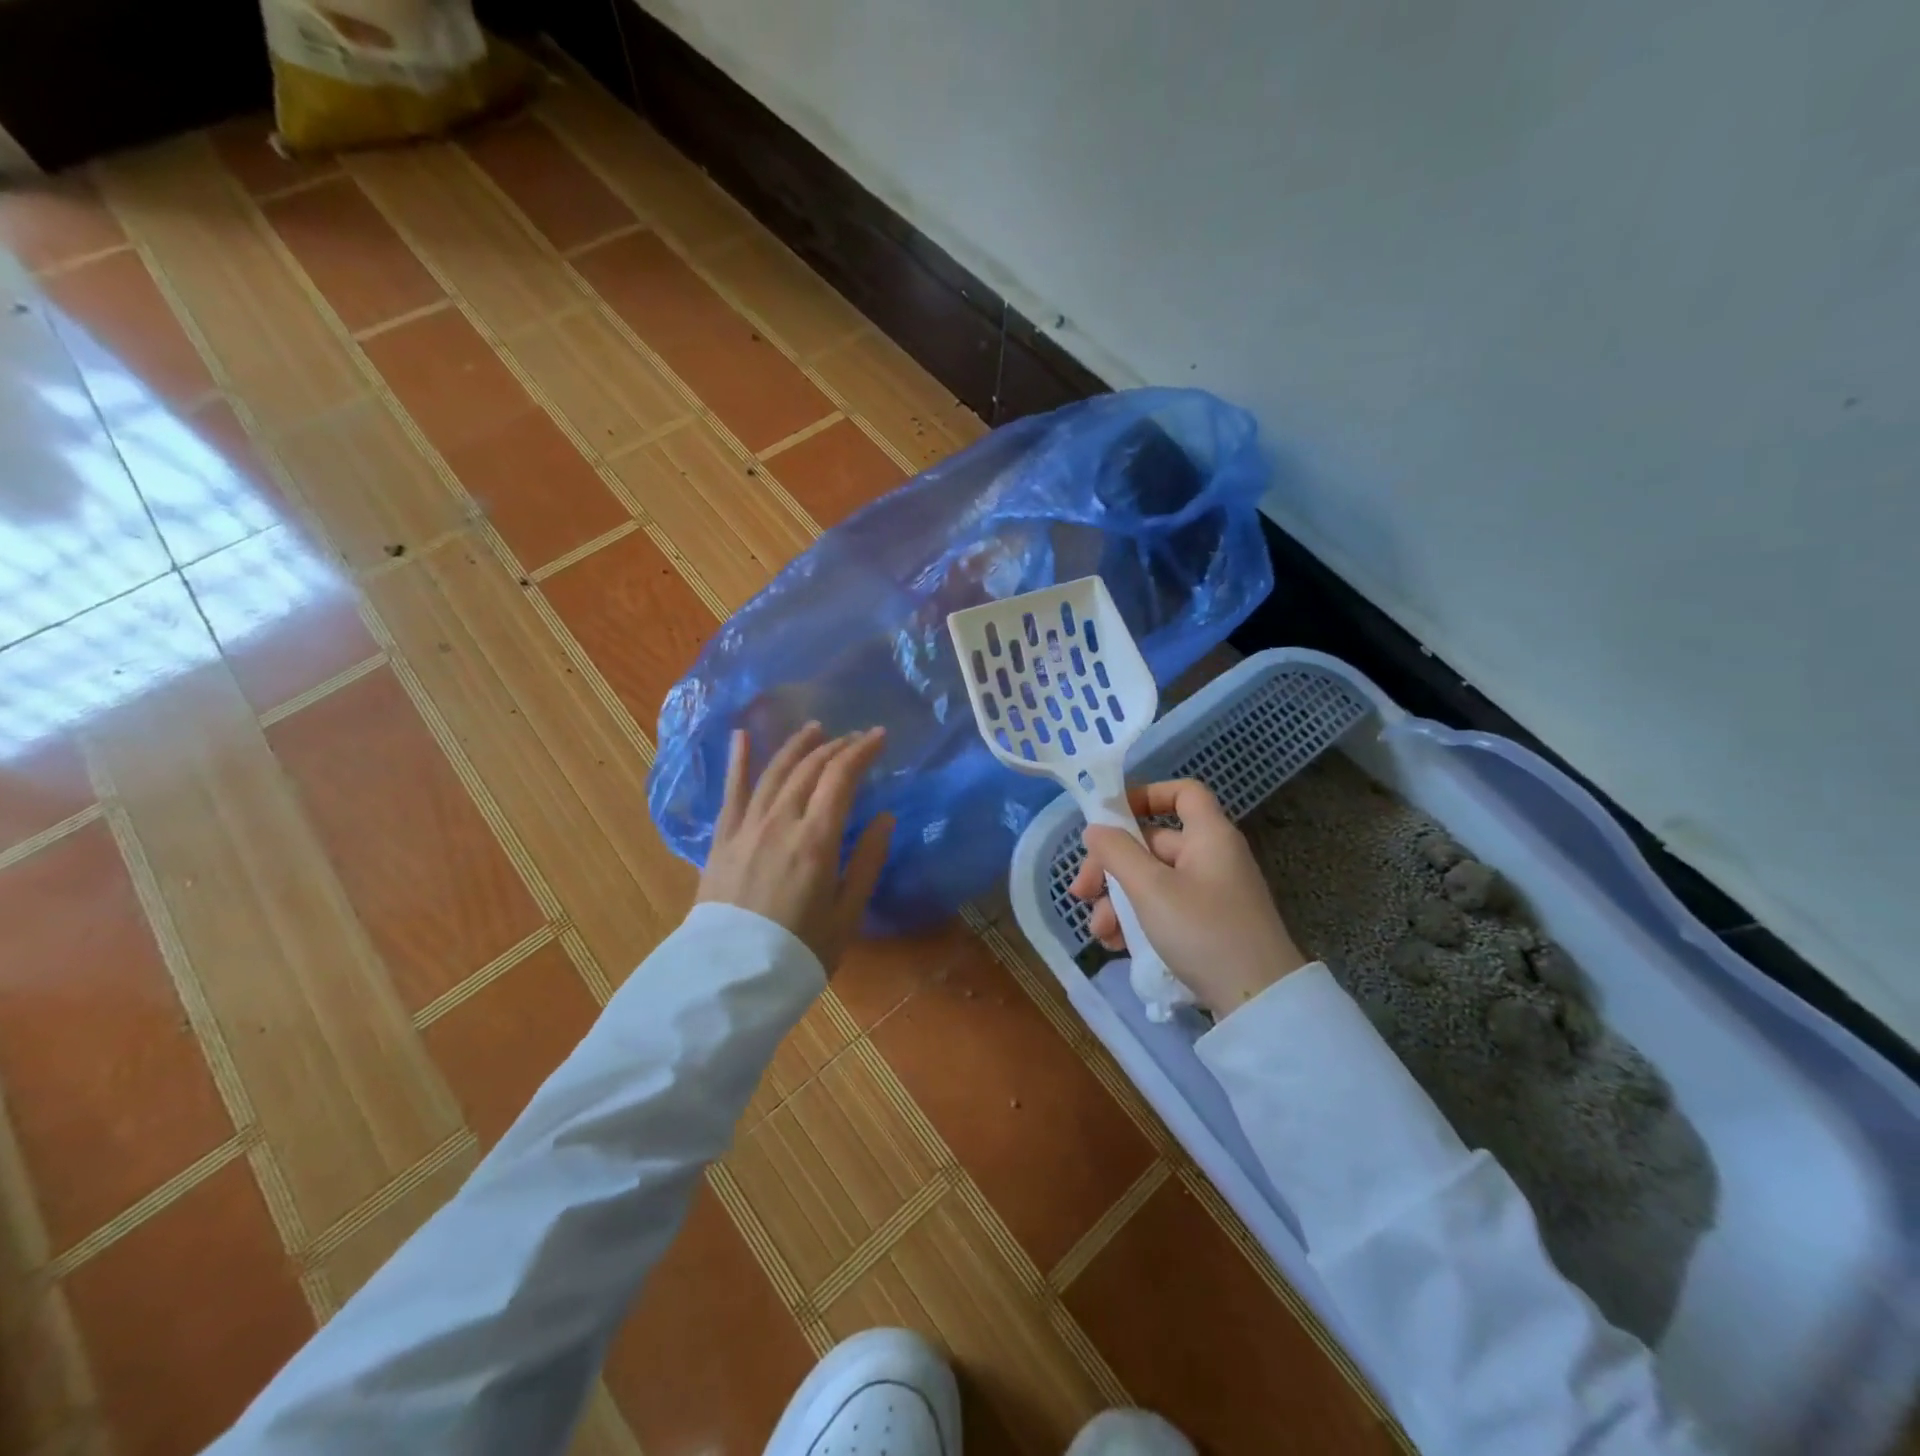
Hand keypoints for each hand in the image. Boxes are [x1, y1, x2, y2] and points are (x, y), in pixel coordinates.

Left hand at [696, 723, 893, 972]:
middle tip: (855, 737)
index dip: (862, 751)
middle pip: (809, 769)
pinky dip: (738, 761)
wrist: (731, 978)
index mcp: (816, 840)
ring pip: (774, 772)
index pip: (841, 778)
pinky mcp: (723, 839)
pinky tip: (742, 736)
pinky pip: (731, 792)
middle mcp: (780, 822)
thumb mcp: (847, 914)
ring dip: (797, 746)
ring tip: (815, 729)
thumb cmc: (800, 951)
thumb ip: (866, 862)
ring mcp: (747, 827)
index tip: (880, 736)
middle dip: (836, 746)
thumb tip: (886, 818)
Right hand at [1071, 779, 1308, 1016]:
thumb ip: (1117, 853)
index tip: (1110, 818)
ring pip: (1152, 881)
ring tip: (1100, 931)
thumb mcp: (1151, 889)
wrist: (1258, 1002)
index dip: (1146, 795)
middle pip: (1152, 843)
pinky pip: (1164, 909)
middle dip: (1111, 865)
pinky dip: (1138, 920)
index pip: (1183, 792)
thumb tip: (1095, 828)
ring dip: (1118, 900)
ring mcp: (1210, 894)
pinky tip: (1117, 944)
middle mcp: (1211, 857)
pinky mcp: (1206, 926)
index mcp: (1208, 836)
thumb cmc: (1203, 931)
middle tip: (1081, 892)